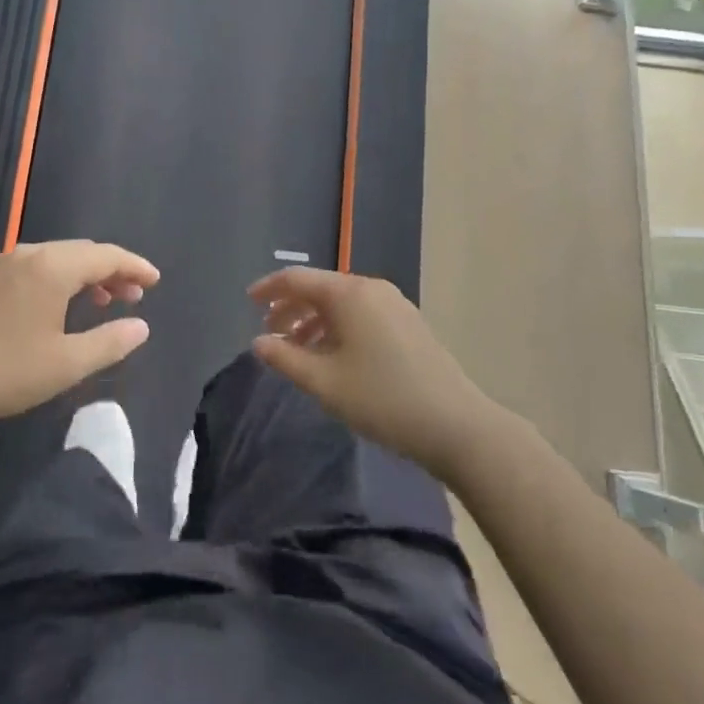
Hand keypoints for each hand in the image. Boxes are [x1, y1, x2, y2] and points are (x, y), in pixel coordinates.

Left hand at [0, 240, 159, 435]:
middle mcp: (27, 253)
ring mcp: (0, 263)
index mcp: (52, 267)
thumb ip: (110, 341)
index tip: (154, 281)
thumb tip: (141, 326)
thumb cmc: (6, 372)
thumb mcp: (67, 364)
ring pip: (54, 259)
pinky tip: (55, 305)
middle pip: (80, 253)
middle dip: (110, 271)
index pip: (105, 256)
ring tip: (100, 301)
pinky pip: (31, 267)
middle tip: (132, 296)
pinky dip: (54, 279)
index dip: (134, 267)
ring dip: (82, 275)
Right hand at [249, 268, 489, 480]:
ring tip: (298, 349)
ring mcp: (394, 304)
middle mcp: (371, 289)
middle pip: (320, 288)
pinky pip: (361, 314)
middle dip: (291, 308)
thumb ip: (285, 358)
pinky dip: (338, 326)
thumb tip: (259, 342)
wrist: (455, 425)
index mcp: (348, 294)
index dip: (269, 289)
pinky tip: (333, 355)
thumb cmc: (382, 399)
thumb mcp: (323, 382)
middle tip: (270, 332)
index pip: (297, 279)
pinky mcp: (409, 323)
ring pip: (342, 303)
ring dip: (314, 320)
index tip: (248, 303)